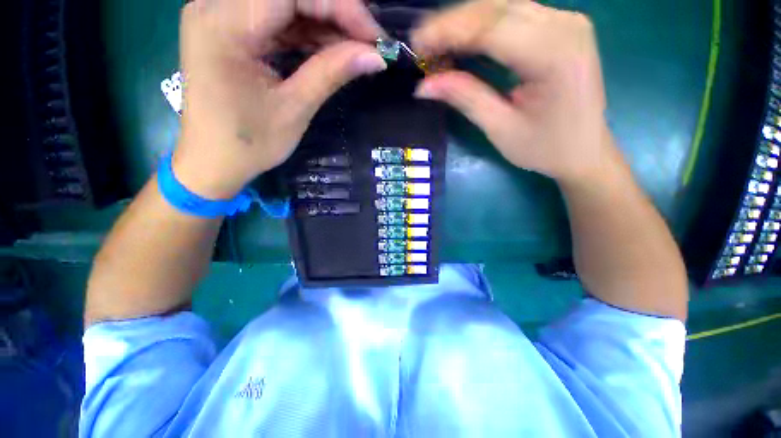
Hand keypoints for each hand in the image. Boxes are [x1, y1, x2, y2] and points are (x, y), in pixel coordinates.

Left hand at [173, 0, 386, 198]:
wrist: (214, 161)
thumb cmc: (249, 143)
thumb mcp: (294, 109)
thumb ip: (332, 73)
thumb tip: (375, 57)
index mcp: (225, 25)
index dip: (341, 7)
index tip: (375, 37)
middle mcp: (215, 6)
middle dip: (335, 14)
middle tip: (367, 44)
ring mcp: (220, 15)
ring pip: (285, 4)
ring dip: (324, 24)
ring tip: (354, 50)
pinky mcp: (229, 29)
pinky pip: (276, 19)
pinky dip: (306, 33)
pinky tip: (330, 50)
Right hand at [412, 0, 615, 184]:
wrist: (585, 151)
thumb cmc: (545, 149)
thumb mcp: (501, 129)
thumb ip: (466, 99)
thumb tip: (425, 85)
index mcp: (555, 55)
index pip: (491, 28)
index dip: (448, 32)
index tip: (417, 44)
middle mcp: (565, 26)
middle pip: (496, 9)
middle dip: (452, 23)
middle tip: (421, 43)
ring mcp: (566, 22)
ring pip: (503, 7)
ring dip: (465, 22)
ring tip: (436, 42)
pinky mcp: (561, 27)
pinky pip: (514, 15)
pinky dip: (483, 25)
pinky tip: (464, 39)